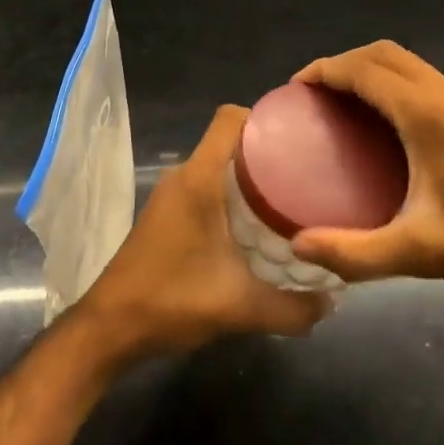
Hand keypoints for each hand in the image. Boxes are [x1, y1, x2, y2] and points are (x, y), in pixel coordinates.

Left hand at [76, 106, 330, 364]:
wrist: (110, 327)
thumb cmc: (172, 300)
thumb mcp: (240, 307)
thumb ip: (292, 307)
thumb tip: (333, 302)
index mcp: (199, 178)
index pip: (230, 118)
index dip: (264, 117)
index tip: (299, 136)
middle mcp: (184, 175)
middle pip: (230, 142)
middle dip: (268, 152)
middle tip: (307, 174)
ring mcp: (172, 195)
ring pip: (219, 167)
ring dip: (251, 178)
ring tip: (290, 200)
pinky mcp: (167, 214)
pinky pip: (207, 187)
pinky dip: (233, 197)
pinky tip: (257, 228)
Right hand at [289, 41, 443, 294]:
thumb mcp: (419, 251)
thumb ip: (356, 251)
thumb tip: (299, 245)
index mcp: (426, 112)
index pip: (364, 70)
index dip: (325, 70)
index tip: (294, 88)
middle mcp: (443, 93)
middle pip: (382, 53)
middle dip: (343, 63)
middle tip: (314, 95)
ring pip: (405, 62)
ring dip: (369, 68)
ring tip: (342, 103)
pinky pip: (421, 77)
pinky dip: (391, 80)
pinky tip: (385, 122)